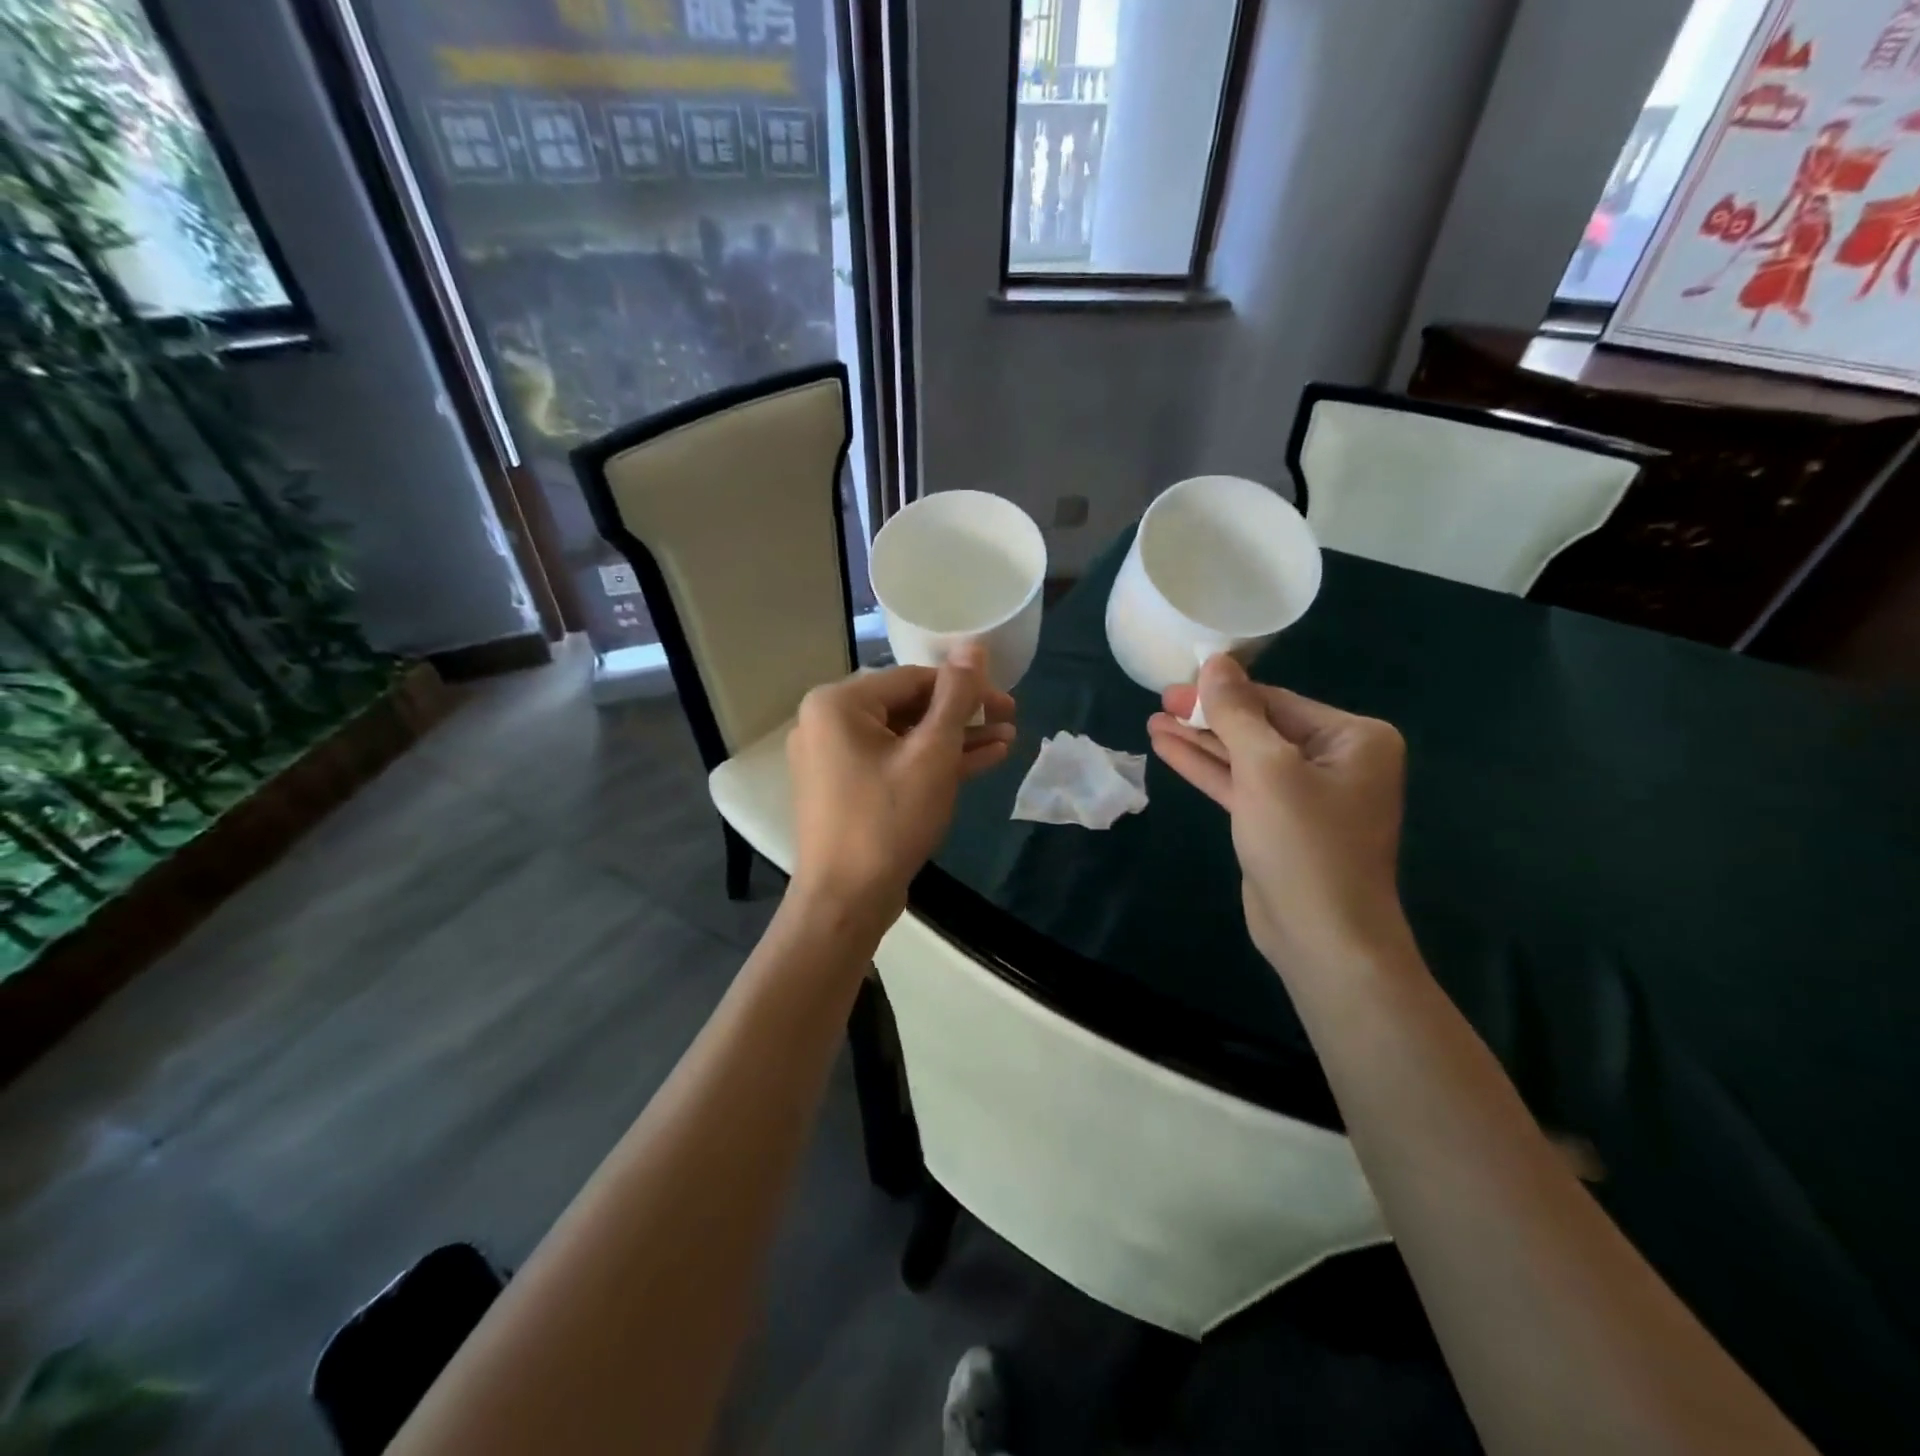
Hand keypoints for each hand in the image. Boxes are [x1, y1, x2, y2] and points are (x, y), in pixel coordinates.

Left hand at [787, 648, 1015, 929]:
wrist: (845, 902)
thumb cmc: (888, 820)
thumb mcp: (932, 754)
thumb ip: (956, 697)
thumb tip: (973, 646)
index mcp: (838, 703)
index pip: (914, 678)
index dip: (966, 687)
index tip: (1008, 702)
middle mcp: (827, 723)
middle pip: (909, 706)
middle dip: (963, 716)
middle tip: (1011, 720)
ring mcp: (834, 759)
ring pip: (905, 737)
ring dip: (954, 740)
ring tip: (1006, 741)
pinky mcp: (847, 788)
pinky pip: (894, 763)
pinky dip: (931, 764)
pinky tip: (980, 762)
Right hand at [1147, 655, 1408, 974]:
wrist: (1322, 937)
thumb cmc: (1304, 842)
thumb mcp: (1266, 768)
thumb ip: (1237, 713)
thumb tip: (1216, 662)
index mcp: (1354, 738)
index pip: (1277, 701)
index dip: (1223, 691)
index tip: (1178, 680)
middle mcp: (1337, 760)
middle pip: (1260, 726)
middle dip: (1208, 716)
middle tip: (1160, 700)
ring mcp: (1306, 794)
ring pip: (1245, 756)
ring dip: (1200, 741)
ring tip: (1153, 720)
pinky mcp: (1278, 822)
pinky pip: (1240, 784)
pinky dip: (1207, 768)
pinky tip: (1168, 749)